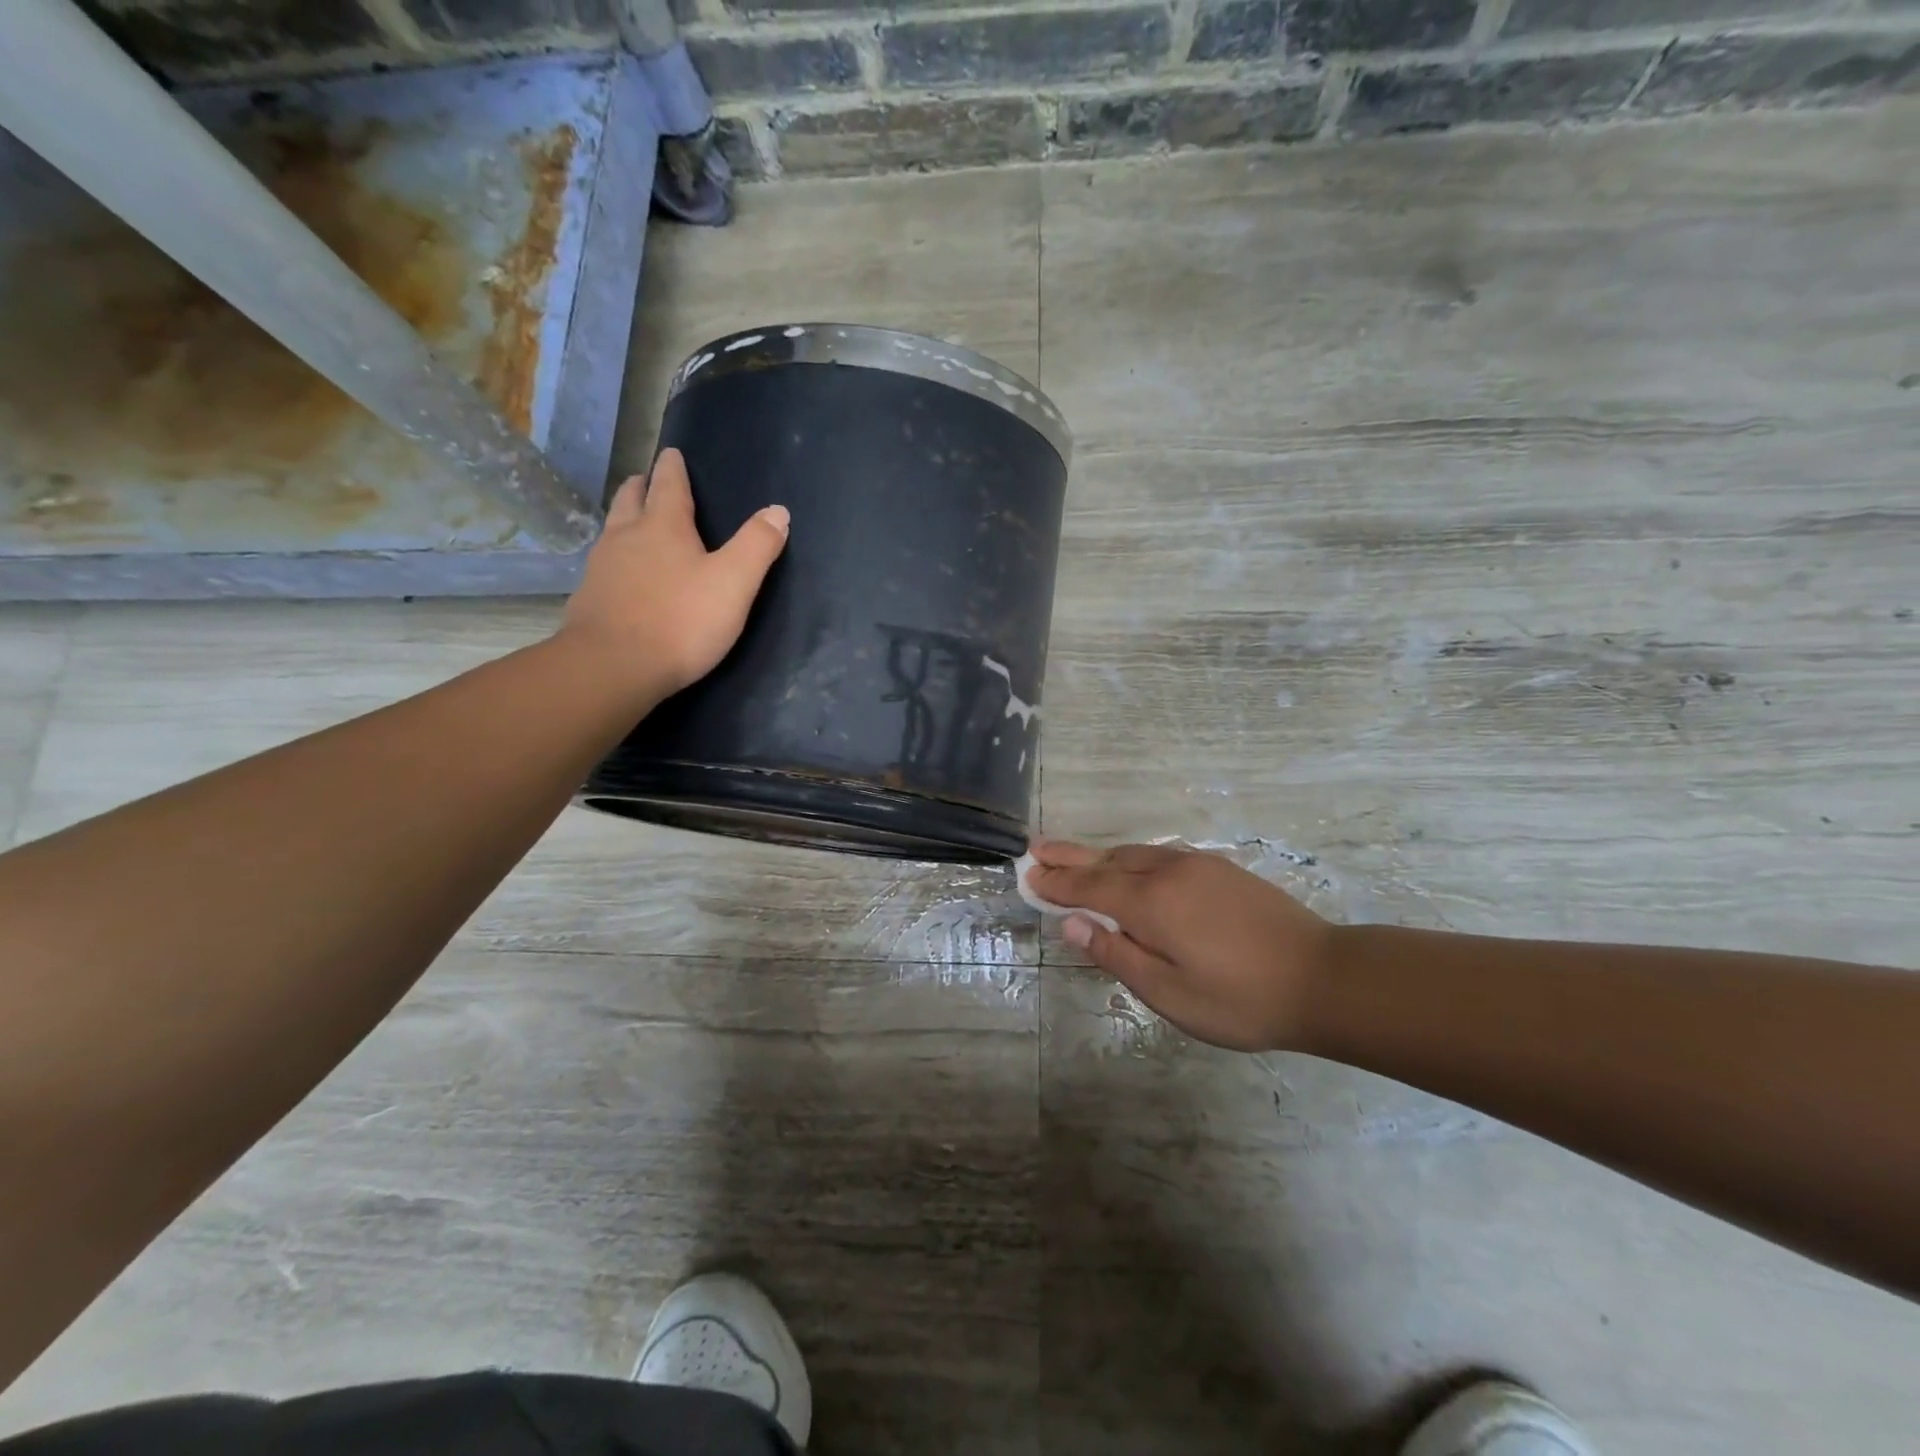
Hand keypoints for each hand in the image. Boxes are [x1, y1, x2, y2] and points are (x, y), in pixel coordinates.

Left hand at [560, 448, 789, 696]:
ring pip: (612, 530)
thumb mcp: (734, 583)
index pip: (668, 485)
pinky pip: (603, 565)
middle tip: (646, 479)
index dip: (673, 468)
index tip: (672, 453)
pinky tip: (621, 574)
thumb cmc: (681, 621)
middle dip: (642, 486)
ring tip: (633, 521)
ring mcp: (602, 568)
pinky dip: (615, 557)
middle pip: (631, 500)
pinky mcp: (590, 599)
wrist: (614, 666)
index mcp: (664, 527)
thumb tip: (778, 510)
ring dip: (624, 519)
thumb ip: (757, 545)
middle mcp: (626, 537)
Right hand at [1028, 839, 1336, 1052]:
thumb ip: (1116, 954)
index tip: (1027, 875)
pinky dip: (1132, 860)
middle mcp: (1168, 872)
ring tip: (1075, 859)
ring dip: (1100, 857)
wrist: (1324, 978)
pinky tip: (1131, 869)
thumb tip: (1073, 923)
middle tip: (1035, 849)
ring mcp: (1197, 866)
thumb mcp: (1169, 993)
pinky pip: (1161, 856)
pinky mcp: (1221, 869)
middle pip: (1107, 860)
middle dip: (1069, 857)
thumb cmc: (1240, 999)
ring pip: (1135, 854)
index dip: (1055, 883)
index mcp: (1150, 904)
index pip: (1088, 887)